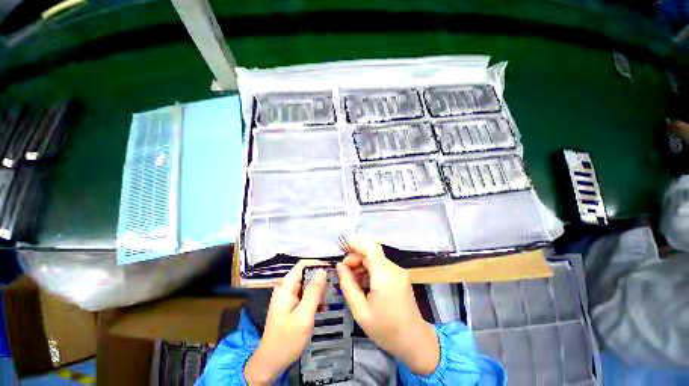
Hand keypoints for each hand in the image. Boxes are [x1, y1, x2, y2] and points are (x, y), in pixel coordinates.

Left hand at [244, 260, 327, 384]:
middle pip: (306, 273)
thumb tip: (323, 271)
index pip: (303, 264)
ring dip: (319, 288)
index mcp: (286, 287)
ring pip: (307, 284)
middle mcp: (286, 288)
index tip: (331, 270)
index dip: (317, 264)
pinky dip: (315, 298)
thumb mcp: (304, 315)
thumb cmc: (287, 340)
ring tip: (332, 295)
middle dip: (320, 277)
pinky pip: (305, 295)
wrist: (271, 362)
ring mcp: (288, 297)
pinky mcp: (291, 305)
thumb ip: (313, 292)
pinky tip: (324, 306)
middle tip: (335, 284)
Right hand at [336, 238, 439, 375]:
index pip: (370, 247)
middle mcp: (393, 268)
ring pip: (375, 259)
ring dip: (362, 264)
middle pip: (371, 253)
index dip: (355, 243)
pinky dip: (370, 270)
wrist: (414, 341)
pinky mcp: (400, 276)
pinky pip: (381, 266)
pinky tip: (363, 283)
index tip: (341, 247)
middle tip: (344, 272)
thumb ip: (348, 285)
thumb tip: (339, 266)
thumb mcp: (360, 310)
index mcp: (384, 275)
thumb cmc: (385, 329)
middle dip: (355, 258)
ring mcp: (398, 271)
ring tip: (352, 280)